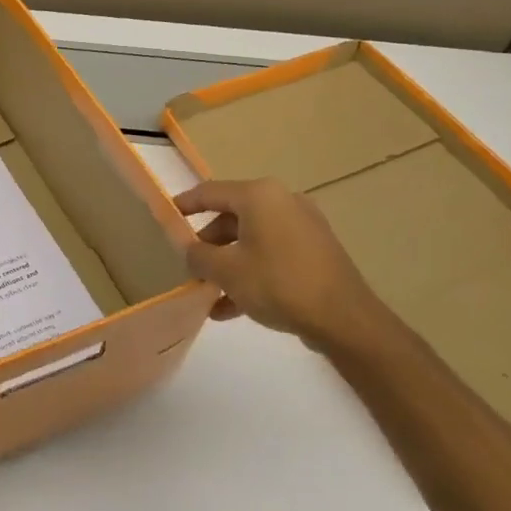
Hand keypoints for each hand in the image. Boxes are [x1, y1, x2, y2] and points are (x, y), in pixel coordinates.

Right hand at [173, 178, 384, 347]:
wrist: (344, 319)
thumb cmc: (278, 283)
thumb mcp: (225, 270)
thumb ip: (197, 254)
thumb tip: (190, 249)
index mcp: (259, 196)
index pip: (209, 192)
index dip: (184, 205)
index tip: (166, 217)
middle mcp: (283, 202)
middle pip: (231, 217)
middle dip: (207, 243)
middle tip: (189, 266)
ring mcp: (303, 227)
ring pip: (251, 240)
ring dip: (227, 264)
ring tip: (207, 293)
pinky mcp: (315, 251)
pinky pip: (271, 255)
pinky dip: (250, 273)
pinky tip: (230, 308)